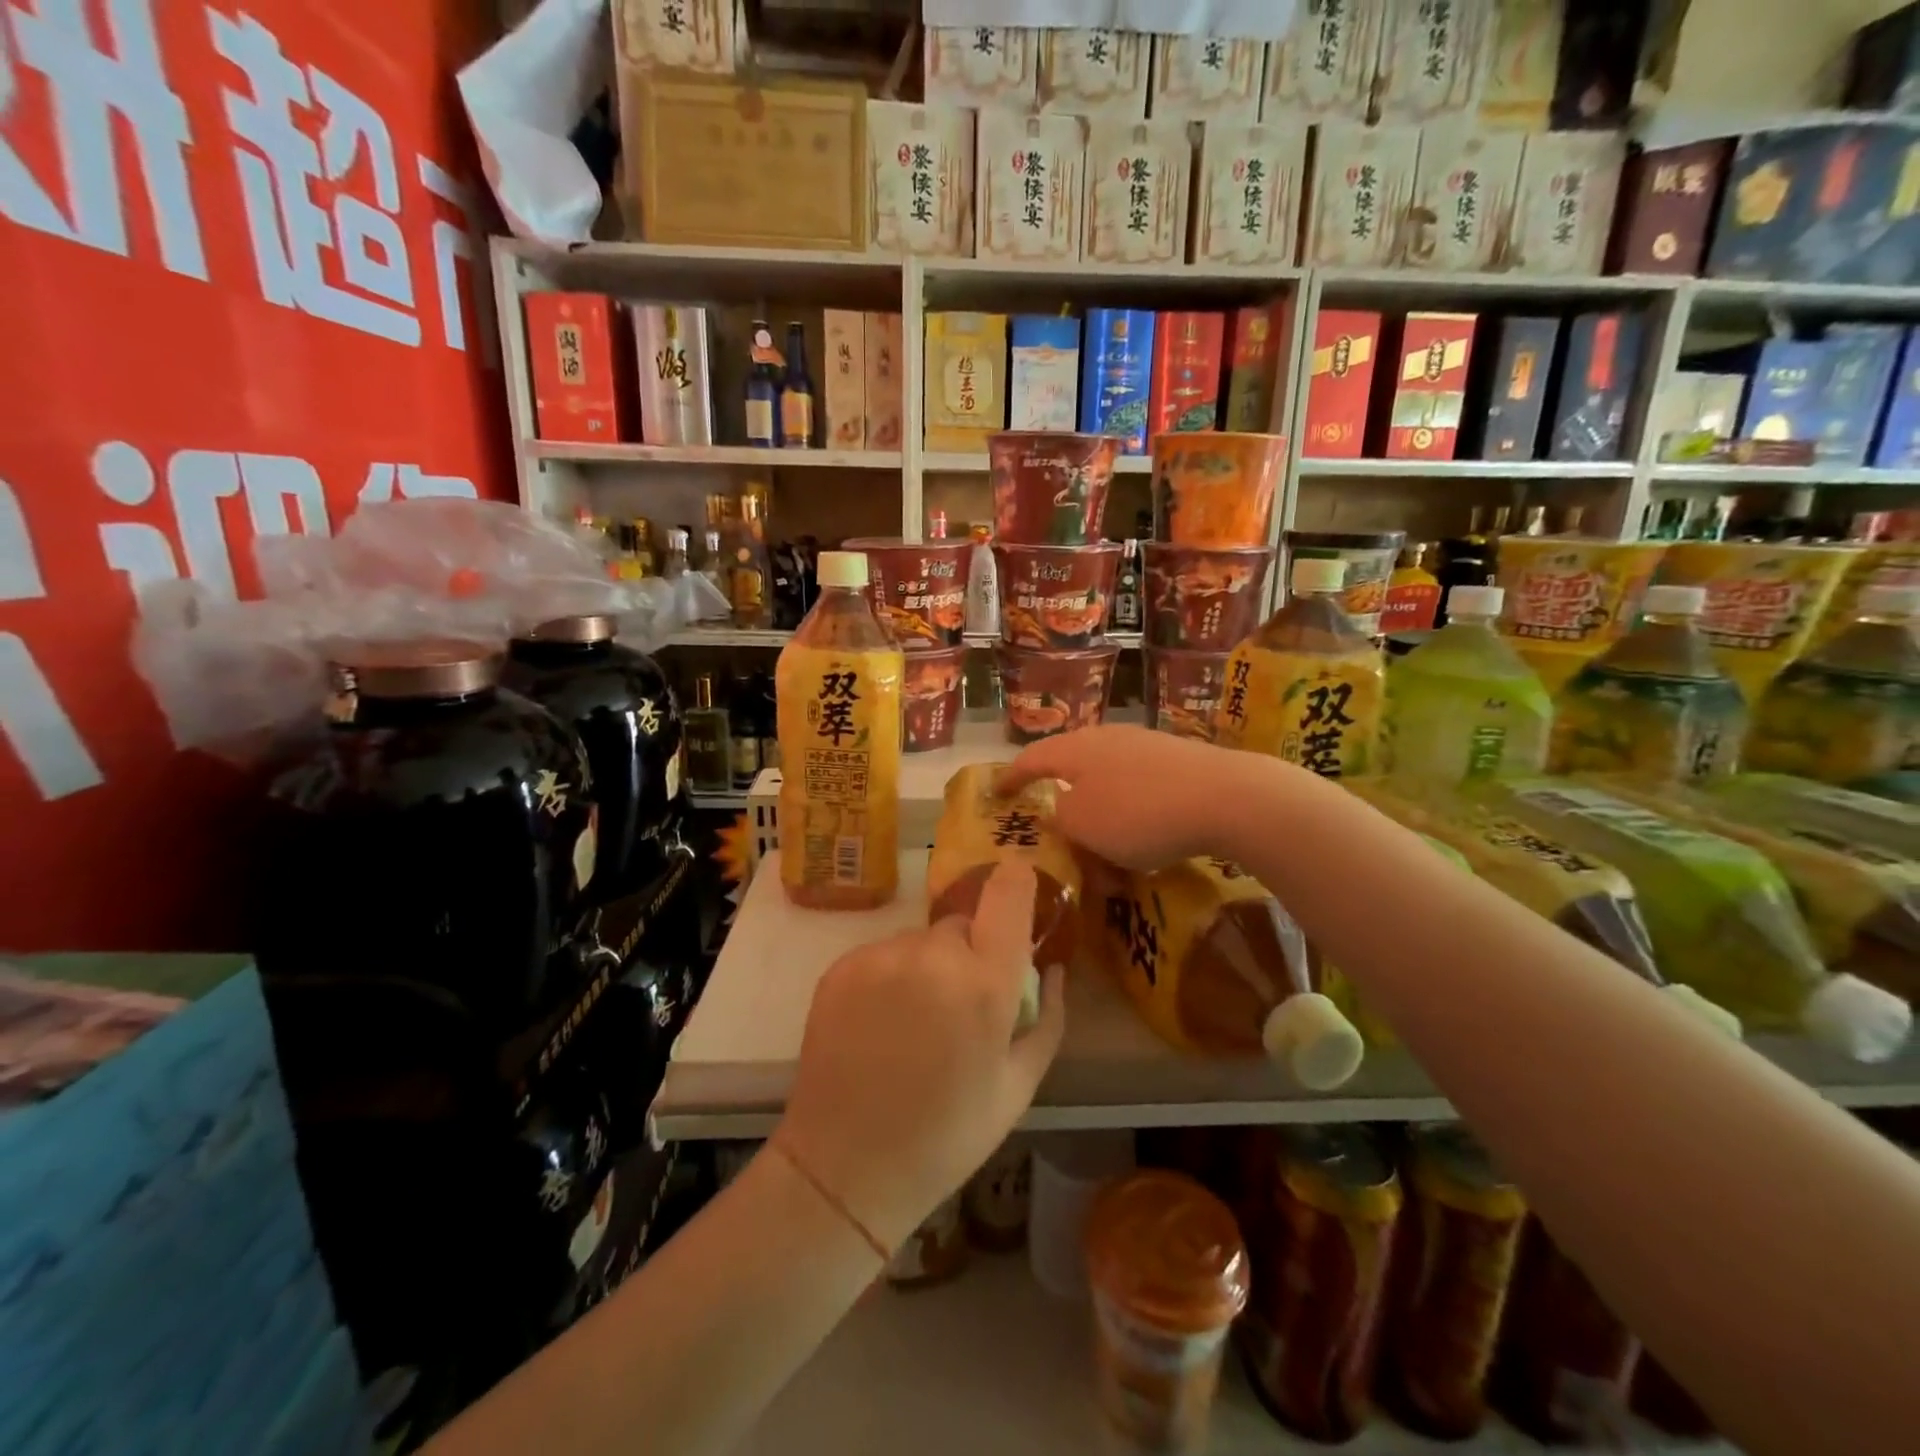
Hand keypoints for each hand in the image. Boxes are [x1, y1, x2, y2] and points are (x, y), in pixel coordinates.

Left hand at [773, 861, 1066, 1254]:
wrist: (846, 1166)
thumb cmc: (947, 1134)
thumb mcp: (1018, 1087)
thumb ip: (1046, 1018)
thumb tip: (1053, 968)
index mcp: (984, 984)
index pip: (1008, 894)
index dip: (1017, 881)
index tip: (1017, 883)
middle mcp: (932, 956)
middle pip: (961, 927)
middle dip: (968, 954)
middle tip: (957, 1009)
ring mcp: (881, 957)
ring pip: (919, 942)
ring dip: (926, 967)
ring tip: (911, 1025)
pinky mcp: (842, 966)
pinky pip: (882, 955)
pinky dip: (888, 977)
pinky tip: (879, 1026)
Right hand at [996, 725, 1248, 870]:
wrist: (1225, 797)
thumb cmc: (1138, 812)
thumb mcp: (1083, 826)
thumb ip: (1061, 819)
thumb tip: (1064, 812)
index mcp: (1074, 749)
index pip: (1030, 759)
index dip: (1010, 778)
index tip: (996, 793)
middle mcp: (1106, 738)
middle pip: (1071, 766)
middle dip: (1060, 796)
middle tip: (1051, 821)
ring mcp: (1145, 746)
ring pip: (1107, 780)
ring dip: (1098, 812)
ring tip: (1100, 842)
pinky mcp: (1177, 760)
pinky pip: (1138, 788)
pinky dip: (1129, 813)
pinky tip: (1142, 838)